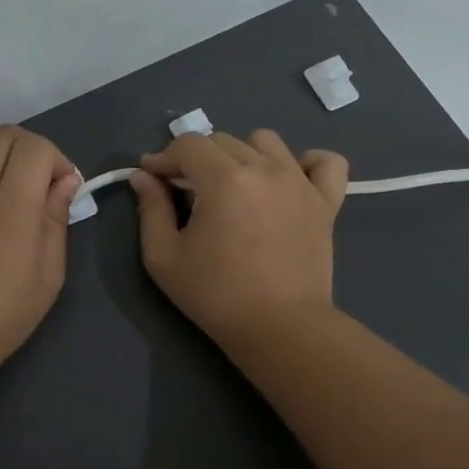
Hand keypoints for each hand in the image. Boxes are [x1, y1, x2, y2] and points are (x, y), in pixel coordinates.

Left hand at [0, 125, 81, 382]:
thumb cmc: (1, 317)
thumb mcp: (48, 276)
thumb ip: (56, 220)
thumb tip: (63, 181)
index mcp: (10, 213)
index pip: (34, 149)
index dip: (57, 158)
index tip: (63, 187)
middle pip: (4, 136)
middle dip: (32, 149)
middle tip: (41, 183)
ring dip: (1, 154)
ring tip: (10, 189)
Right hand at [128, 130, 347, 345]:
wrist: (280, 328)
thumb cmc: (216, 295)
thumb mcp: (164, 257)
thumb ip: (150, 209)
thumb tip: (143, 176)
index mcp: (224, 179)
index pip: (188, 145)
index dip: (164, 157)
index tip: (152, 177)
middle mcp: (265, 168)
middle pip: (223, 140)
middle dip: (197, 158)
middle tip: (187, 191)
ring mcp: (300, 183)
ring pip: (266, 142)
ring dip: (243, 155)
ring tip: (234, 186)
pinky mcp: (326, 202)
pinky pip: (325, 162)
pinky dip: (306, 163)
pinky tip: (287, 180)